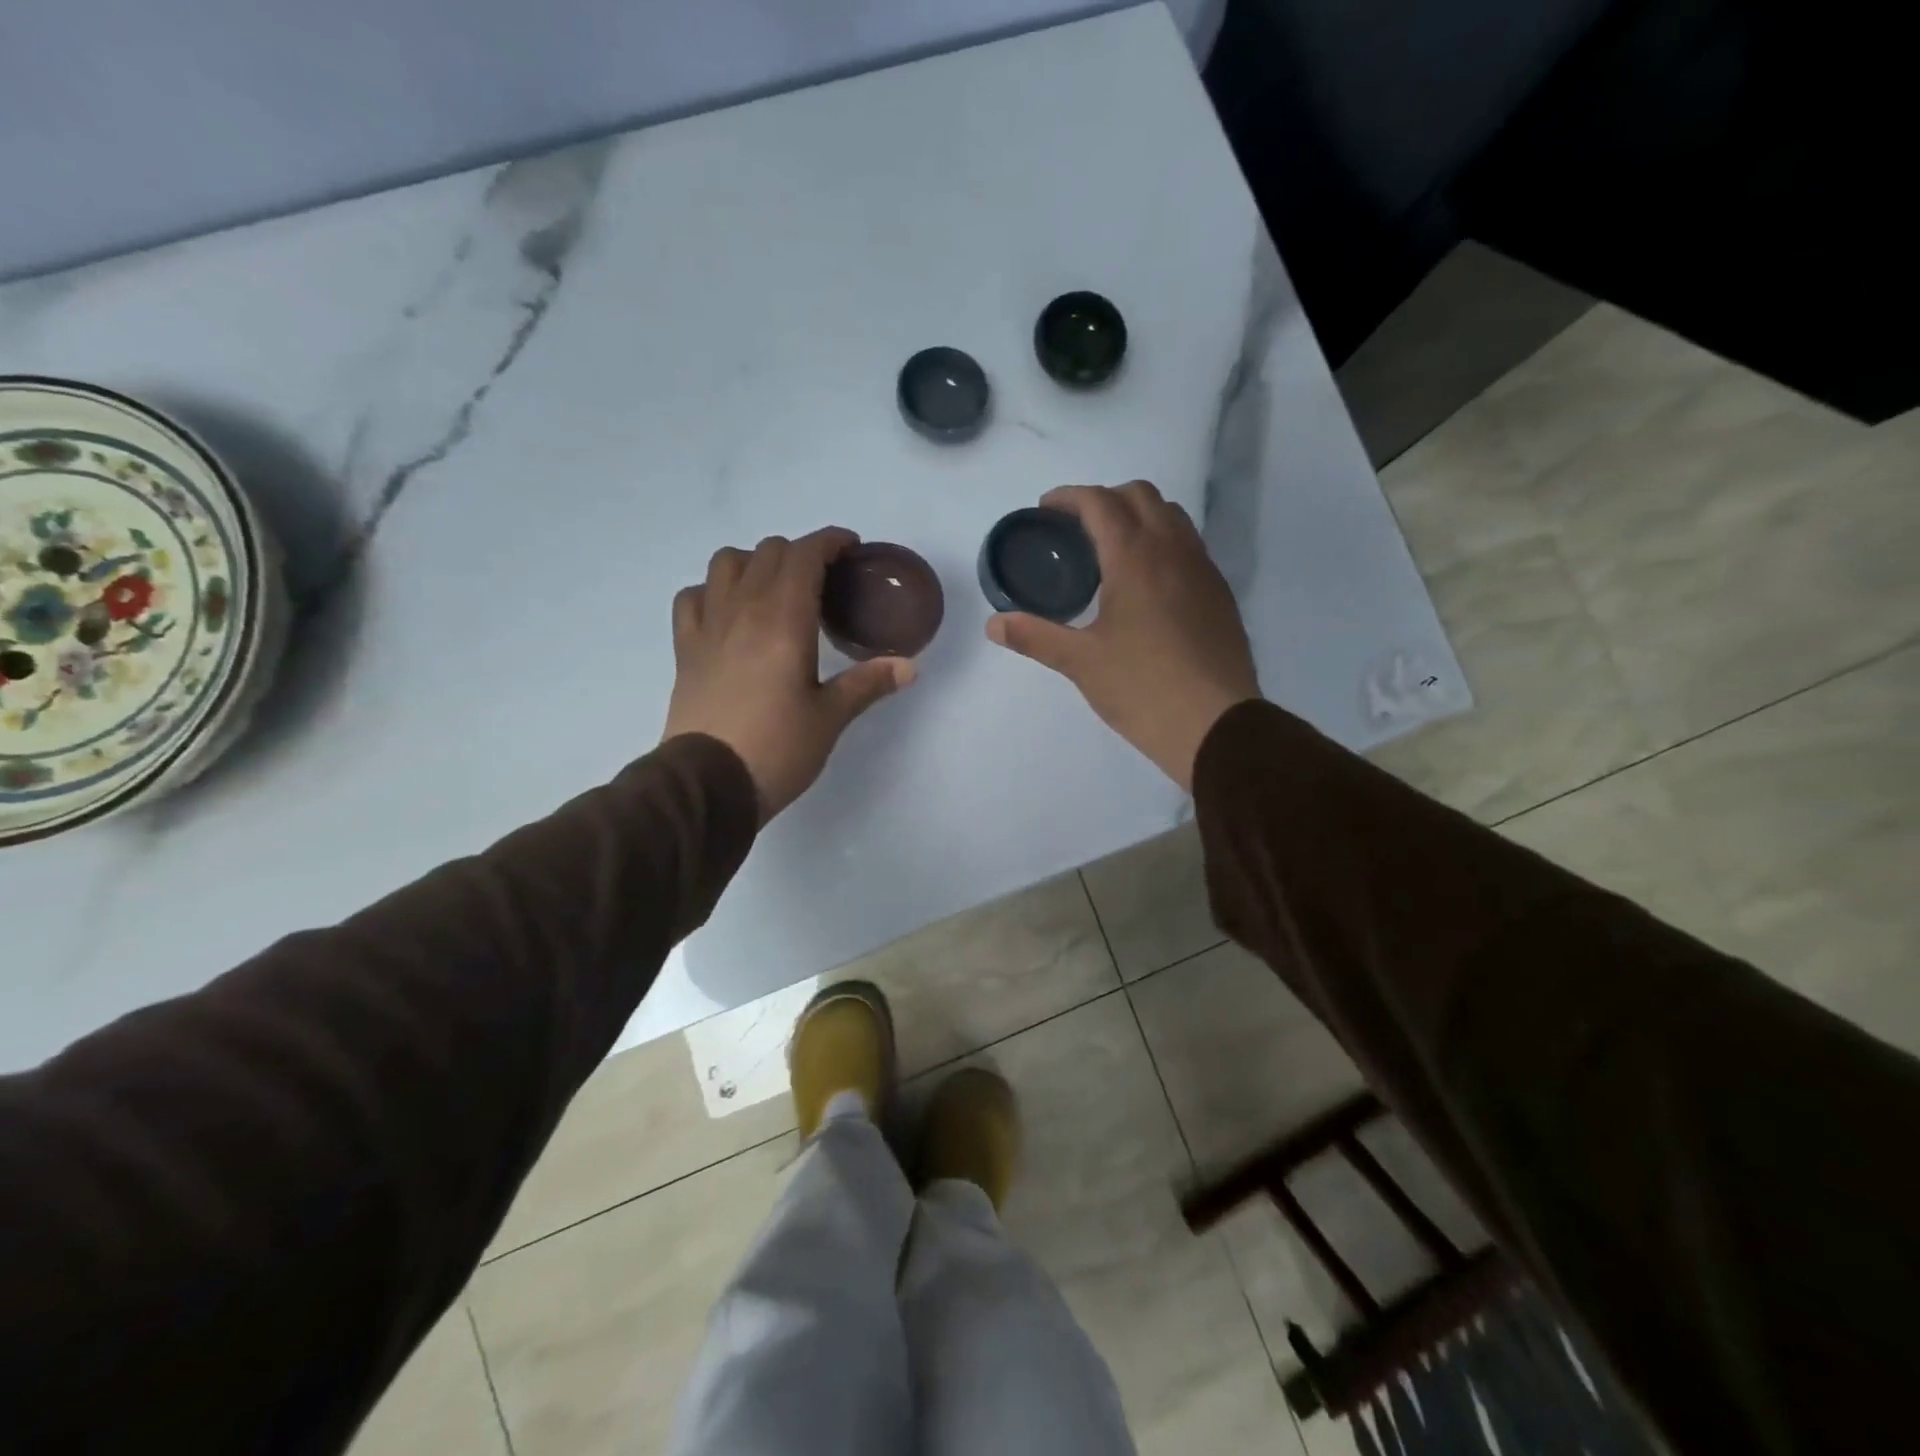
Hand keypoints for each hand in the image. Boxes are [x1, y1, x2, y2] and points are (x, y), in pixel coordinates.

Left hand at [664, 528, 914, 820]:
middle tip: (823, 580)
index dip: (829, 541)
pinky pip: (692, 597)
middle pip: (768, 551)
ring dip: (754, 563)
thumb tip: (910, 667)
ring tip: (773, 589)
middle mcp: (743, 609)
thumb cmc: (778, 748)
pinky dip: (712, 591)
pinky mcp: (685, 649)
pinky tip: (728, 612)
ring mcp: (708, 626)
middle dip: (800, 553)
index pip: (804, 554)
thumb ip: (868, 683)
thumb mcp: (830, 717)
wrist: (709, 783)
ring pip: (726, 563)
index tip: (850, 548)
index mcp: (784, 619)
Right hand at [986, 482, 1257, 790]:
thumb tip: (994, 624)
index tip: (1045, 510)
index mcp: (1135, 557)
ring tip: (1111, 549)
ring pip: (1171, 516)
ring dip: (1138, 515)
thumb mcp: (1080, 662)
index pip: (1099, 503)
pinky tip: (1147, 582)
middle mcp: (1173, 550)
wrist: (1215, 724)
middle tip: (1075, 528)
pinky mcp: (1219, 593)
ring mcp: (1203, 569)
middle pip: (1140, 495)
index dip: (1068, 497)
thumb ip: (1034, 636)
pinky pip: (1189, 545)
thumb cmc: (1142, 688)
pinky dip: (1162, 542)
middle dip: (1104, 499)